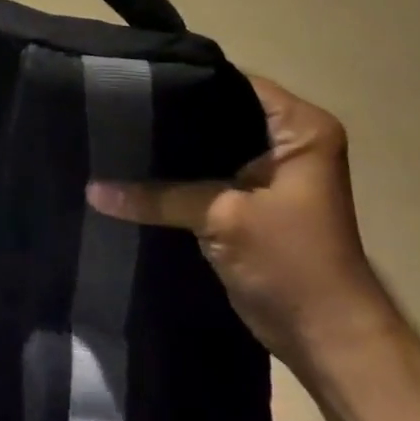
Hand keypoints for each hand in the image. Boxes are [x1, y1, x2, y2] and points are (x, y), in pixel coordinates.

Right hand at [87, 75, 399, 371]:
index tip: (129, 80)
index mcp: (299, 128)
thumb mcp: (222, 218)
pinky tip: (133, 170)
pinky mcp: (250, 199)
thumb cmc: (292, 264)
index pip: (231, 83)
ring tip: (114, 135)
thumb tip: (91, 188)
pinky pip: (205, 174)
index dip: (183, 80)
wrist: (327, 340)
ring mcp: (268, 171)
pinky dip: (176, 176)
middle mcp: (287, 140)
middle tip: (112, 107)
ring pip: (207, 146)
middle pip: (216, 112)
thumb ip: (157, 196)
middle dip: (169, 116)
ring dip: (170, 150)